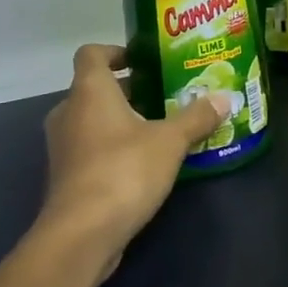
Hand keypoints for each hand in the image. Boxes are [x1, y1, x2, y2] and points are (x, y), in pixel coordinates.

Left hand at [41, 44, 227, 280]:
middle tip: (163, 95)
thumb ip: (197, 117)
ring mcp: (63, 146)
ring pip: (91, 120)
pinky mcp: (65, 177)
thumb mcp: (170, 141)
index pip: (91, 54)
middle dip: (127, 90)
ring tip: (158, 128)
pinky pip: (90, 148)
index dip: (115, 51)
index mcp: (89, 91)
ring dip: (119, 120)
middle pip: (93, 88)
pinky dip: (111, 147)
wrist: (81, 235)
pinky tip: (142, 163)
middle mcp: (69, 112)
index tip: (142, 61)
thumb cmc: (124, 171)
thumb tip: (224, 97)